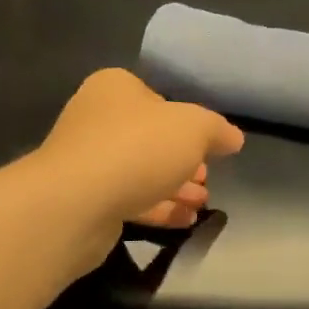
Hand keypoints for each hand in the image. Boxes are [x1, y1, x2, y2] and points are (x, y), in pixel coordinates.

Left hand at [39, 69, 244, 242]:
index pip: (157, 98)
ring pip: (140, 171)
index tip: (209, 146)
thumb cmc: (138, 148)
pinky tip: (185, 220)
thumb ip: (217, 130)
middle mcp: (96, 119)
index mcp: (115, 88)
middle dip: (183, 160)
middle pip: (150, 138)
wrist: (75, 203)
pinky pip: (128, 199)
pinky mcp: (84, 200)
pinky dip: (157, 208)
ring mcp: (87, 161)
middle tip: (207, 178)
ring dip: (174, 187)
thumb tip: (233, 138)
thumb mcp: (194, 128)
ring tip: (203, 203)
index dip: (186, 121)